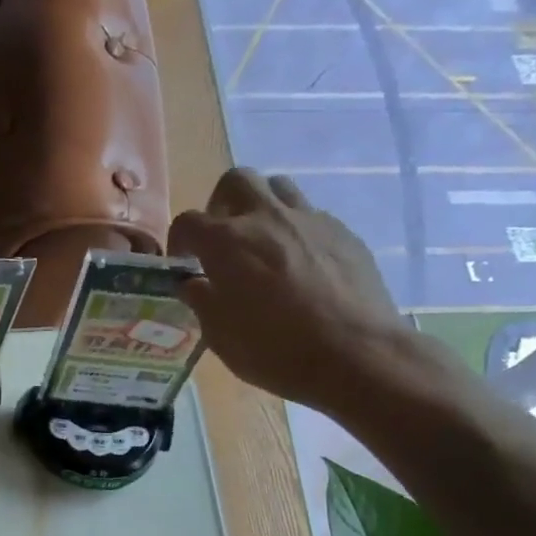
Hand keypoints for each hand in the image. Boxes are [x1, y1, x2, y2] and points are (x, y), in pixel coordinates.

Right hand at [169, 169, 410, 412]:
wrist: (355, 354)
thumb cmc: (274, 349)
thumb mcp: (219, 335)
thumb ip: (201, 300)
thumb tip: (193, 283)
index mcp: (226, 242)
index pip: (188, 222)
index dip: (179, 240)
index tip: (184, 263)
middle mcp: (266, 218)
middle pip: (237, 181)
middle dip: (222, 203)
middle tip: (223, 237)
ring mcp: (309, 220)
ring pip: (279, 188)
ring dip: (263, 207)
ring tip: (263, 243)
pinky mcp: (344, 232)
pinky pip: (312, 215)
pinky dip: (296, 230)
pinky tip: (301, 264)